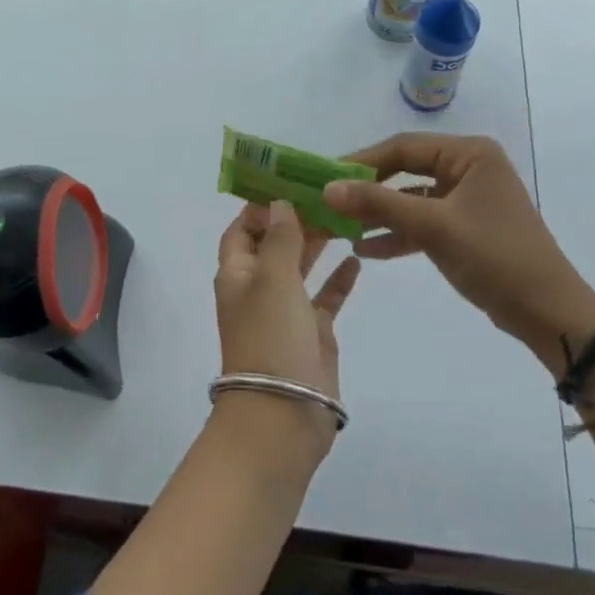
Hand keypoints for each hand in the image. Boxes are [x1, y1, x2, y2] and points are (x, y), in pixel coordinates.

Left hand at [213, 201, 360, 456]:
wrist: (283, 413)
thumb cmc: (271, 337)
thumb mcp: (273, 279)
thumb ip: (280, 238)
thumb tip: (279, 204)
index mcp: (237, 273)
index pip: (242, 229)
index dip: (261, 206)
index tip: (290, 182)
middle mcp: (258, 288)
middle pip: (275, 244)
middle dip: (296, 220)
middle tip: (329, 195)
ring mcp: (286, 311)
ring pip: (301, 268)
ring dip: (318, 244)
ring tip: (345, 217)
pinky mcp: (312, 333)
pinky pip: (325, 297)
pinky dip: (338, 279)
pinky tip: (357, 259)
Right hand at [322, 134, 594, 369]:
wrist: (547, 311)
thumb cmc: (494, 256)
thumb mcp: (433, 226)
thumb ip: (379, 204)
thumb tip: (327, 189)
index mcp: (469, 154)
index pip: (403, 147)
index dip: (361, 161)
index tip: (325, 177)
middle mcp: (468, 168)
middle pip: (404, 171)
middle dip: (367, 190)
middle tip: (329, 202)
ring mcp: (466, 199)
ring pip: (410, 199)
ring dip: (378, 215)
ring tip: (340, 228)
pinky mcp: (464, 228)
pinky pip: (422, 223)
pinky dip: (397, 234)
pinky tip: (365, 249)